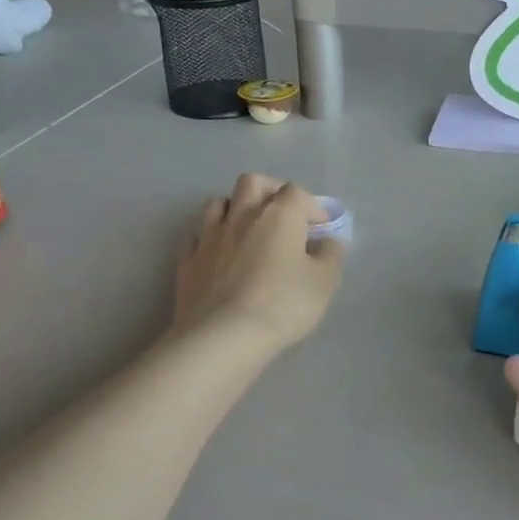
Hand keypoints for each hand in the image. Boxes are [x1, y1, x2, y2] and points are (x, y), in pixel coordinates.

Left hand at [172, 175, 344, 353]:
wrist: (224, 336)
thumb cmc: (283, 305)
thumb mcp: (324, 282)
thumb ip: (330, 256)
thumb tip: (328, 242)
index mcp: (279, 215)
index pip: (297, 192)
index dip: (312, 207)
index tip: (320, 230)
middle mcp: (242, 215)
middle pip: (253, 182)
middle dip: (270, 191)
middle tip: (282, 215)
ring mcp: (209, 236)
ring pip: (219, 203)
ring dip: (236, 209)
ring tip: (248, 231)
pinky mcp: (187, 260)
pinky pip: (197, 235)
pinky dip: (211, 238)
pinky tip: (219, 254)